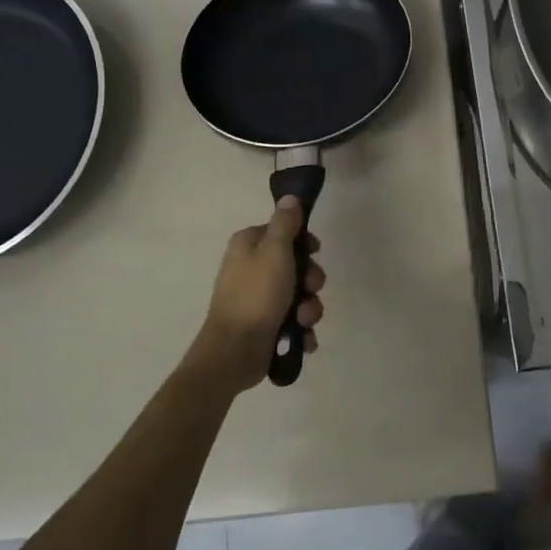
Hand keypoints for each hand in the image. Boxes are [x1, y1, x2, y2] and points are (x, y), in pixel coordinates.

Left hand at [187, 196, 325, 394]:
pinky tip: (302, 338)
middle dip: (310, 281)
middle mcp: (250, 268)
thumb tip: (290, 197)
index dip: (303, 241)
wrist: (234, 352)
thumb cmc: (256, 295)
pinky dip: (300, 329)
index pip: (282, 231)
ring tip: (303, 321)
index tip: (316, 251)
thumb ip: (285, 223)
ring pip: (297, 295)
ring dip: (309, 308)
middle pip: (294, 265)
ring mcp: (257, 298)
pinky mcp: (263, 325)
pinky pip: (292, 320)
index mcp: (248, 245)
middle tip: (310, 290)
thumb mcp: (275, 251)